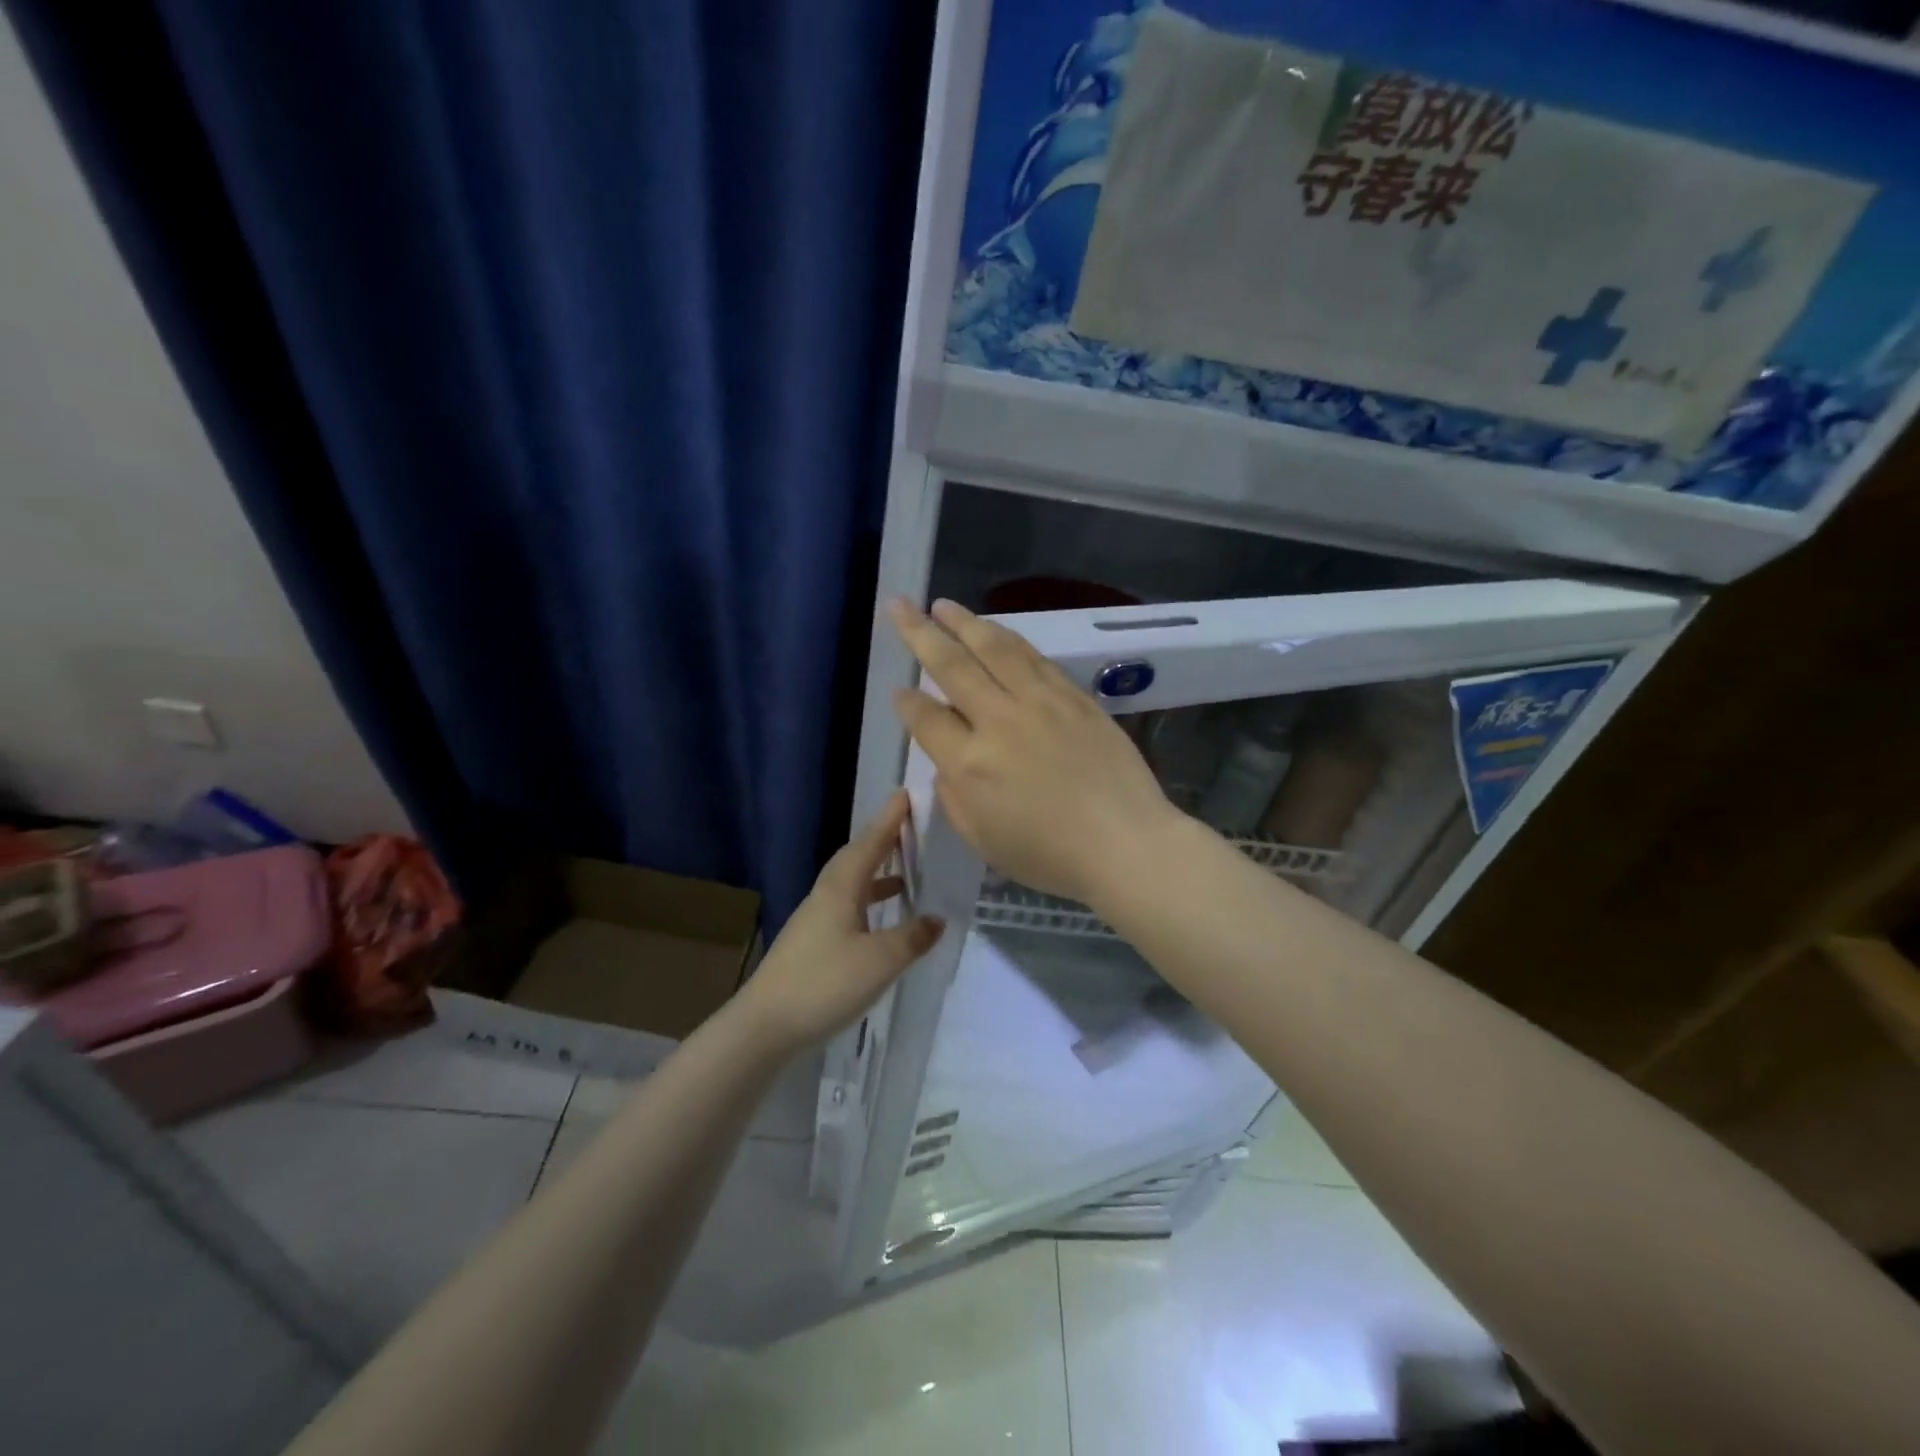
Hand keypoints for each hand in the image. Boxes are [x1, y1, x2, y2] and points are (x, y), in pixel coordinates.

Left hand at [734, 791, 943, 1054]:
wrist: (765, 1026)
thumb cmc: (824, 983)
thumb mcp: (880, 961)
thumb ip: (912, 937)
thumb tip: (937, 919)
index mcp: (840, 888)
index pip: (869, 844)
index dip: (888, 820)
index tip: (904, 794)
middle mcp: (825, 896)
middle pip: (856, 858)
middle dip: (881, 841)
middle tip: (907, 827)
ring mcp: (815, 921)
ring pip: (850, 884)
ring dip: (876, 874)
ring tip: (904, 873)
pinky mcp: (811, 944)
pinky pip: (846, 908)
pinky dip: (868, 904)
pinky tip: (880, 922)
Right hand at [889, 598, 1181, 906]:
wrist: (1125, 842)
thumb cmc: (1050, 856)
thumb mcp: (983, 841)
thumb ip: (954, 798)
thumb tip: (947, 762)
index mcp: (970, 764)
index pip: (926, 718)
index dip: (906, 702)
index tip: (898, 689)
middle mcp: (998, 721)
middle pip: (951, 666)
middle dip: (919, 633)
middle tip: (899, 606)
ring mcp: (1039, 702)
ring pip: (994, 649)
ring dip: (964, 623)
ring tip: (942, 605)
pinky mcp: (1072, 696)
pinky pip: (1033, 657)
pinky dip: (1008, 638)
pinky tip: (994, 630)